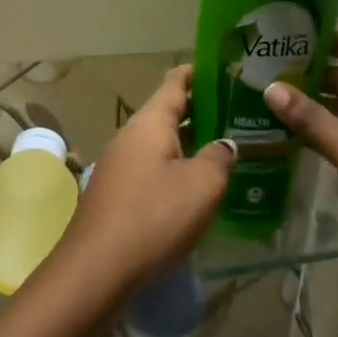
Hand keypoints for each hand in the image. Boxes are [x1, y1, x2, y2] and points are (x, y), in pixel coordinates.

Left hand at [57, 66, 234, 294]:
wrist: (98, 267)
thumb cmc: (154, 215)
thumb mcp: (202, 185)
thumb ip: (219, 158)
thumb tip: (224, 145)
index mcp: (149, 122)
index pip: (175, 83)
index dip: (200, 73)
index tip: (226, 69)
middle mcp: (131, 136)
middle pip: (168, 113)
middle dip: (202, 112)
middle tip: (239, 114)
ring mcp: (120, 165)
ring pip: (161, 143)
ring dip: (190, 143)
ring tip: (226, 149)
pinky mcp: (117, 193)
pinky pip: (153, 168)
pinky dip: (176, 169)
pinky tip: (197, 187)